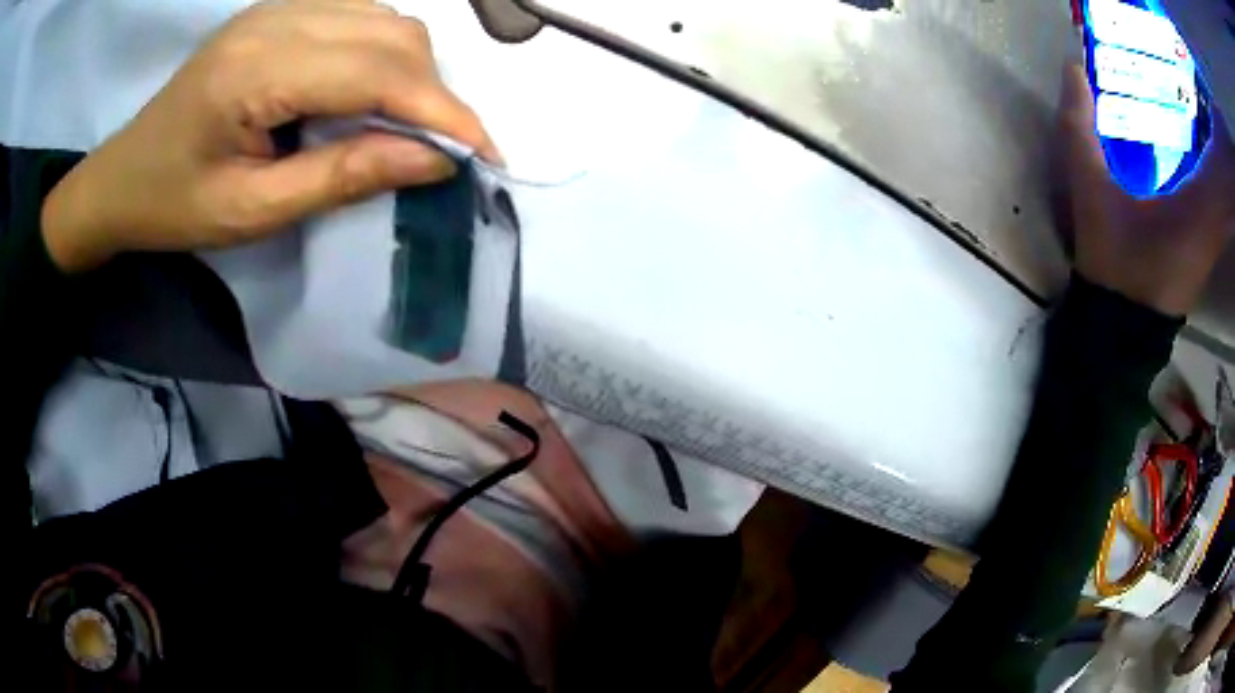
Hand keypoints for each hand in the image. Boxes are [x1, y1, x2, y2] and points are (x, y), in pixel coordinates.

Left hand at [41, 0, 499, 272]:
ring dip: (411, 71)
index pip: (377, 72)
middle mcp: (276, 20)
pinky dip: (384, 53)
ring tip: (403, 123)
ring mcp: (279, 8)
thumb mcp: (252, 211)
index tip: (484, 154)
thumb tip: (434, 161)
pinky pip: (360, 16)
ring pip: (384, 19)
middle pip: (392, 33)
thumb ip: (341, 178)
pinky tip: (369, 91)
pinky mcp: (280, 11)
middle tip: (439, 149)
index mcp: (256, 71)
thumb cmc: (173, 206)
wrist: (122, 176)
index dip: (441, 111)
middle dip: (432, 92)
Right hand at [1060, 62, 1234, 315]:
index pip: (1220, 170)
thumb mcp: (1091, 192)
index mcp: (1196, 211)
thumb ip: (1081, 129)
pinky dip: (1224, 189)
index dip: (1219, 147)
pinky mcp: (1209, 251)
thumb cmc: (1113, 263)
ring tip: (1215, 137)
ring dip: (1225, 173)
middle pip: (1227, 187)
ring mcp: (1213, 244)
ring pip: (1229, 202)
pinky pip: (1224, 213)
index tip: (1209, 117)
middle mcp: (1212, 228)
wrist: (1120, 331)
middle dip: (1222, 158)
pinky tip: (1215, 166)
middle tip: (1208, 116)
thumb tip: (1072, 66)